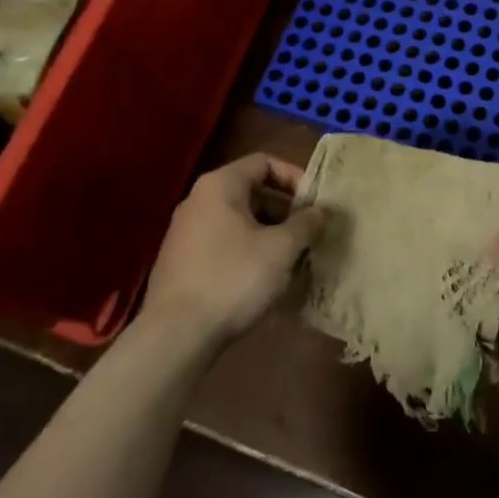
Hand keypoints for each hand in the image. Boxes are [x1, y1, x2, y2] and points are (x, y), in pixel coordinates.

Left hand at [141, 154, 325, 351]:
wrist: (175, 335)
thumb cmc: (233, 278)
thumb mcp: (281, 249)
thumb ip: (307, 223)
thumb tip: (324, 210)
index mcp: (220, 185)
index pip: (264, 162)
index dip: (294, 176)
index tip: (314, 202)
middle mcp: (198, 200)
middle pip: (251, 190)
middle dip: (285, 209)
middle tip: (308, 232)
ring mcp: (185, 231)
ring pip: (238, 219)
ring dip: (269, 232)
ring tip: (293, 257)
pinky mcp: (181, 261)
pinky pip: (223, 242)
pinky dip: (248, 250)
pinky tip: (264, 277)